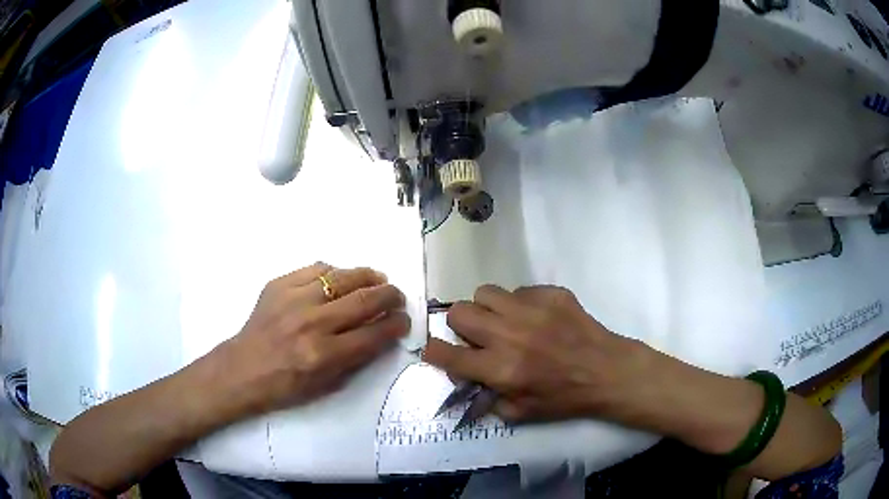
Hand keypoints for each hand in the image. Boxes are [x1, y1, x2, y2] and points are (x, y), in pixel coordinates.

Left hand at [216, 262, 409, 415]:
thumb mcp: (327, 386)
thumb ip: (357, 359)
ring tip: (377, 280)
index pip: (373, 334)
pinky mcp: (279, 285)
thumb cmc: (285, 386)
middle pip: (364, 300)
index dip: (396, 325)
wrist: (243, 369)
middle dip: (390, 296)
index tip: (404, 321)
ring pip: (342, 277)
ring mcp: (293, 299)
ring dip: (368, 277)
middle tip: (397, 297)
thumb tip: (382, 333)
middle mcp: (311, 323)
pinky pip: (316, 268)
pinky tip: (341, 279)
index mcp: (323, 355)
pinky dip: (335, 272)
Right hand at [424, 285, 654, 421]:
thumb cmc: (565, 398)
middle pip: (459, 312)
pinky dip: (520, 304)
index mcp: (500, 369)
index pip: (447, 353)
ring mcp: (531, 309)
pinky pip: (519, 290)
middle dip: (461, 326)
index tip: (438, 351)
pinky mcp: (551, 294)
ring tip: (504, 321)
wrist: (607, 371)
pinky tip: (537, 318)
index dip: (434, 351)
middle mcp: (510, 335)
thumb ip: (487, 398)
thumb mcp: (521, 413)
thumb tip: (467, 378)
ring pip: (485, 292)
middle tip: (478, 336)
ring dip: (488, 309)